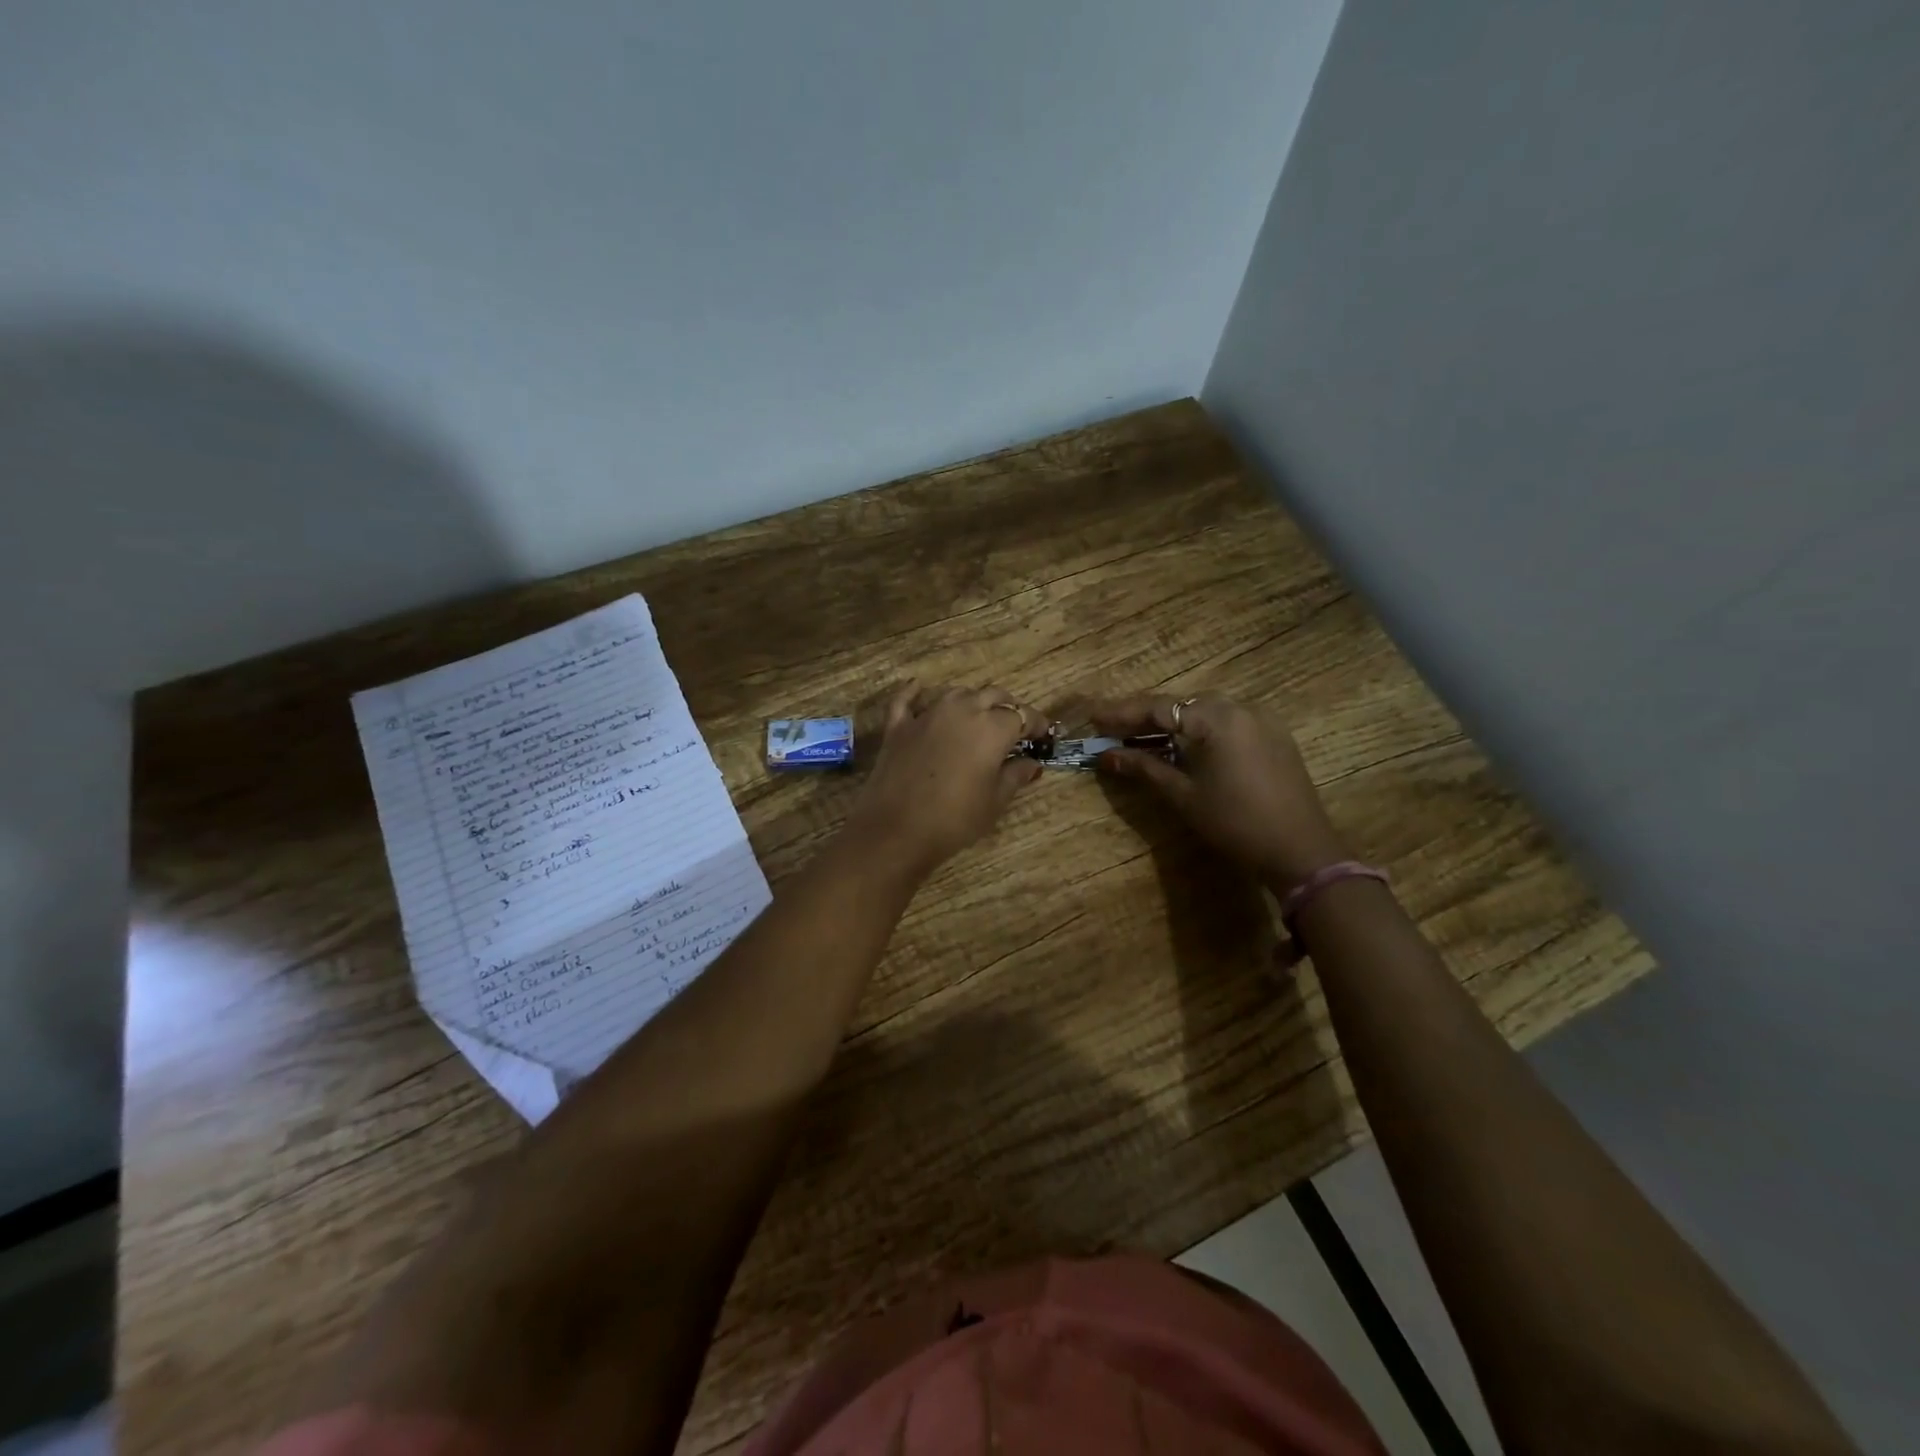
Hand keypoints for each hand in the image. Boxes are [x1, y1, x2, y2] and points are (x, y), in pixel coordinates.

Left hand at [847, 684, 1046, 876]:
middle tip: (1013, 728)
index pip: (1022, 715)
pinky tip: (919, 689)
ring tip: (977, 718)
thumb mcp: (995, 801)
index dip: (1036, 724)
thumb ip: (1016, 775)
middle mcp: (962, 710)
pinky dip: (916, 693)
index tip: (1042, 735)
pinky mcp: (898, 726)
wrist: (897, 830)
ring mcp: (927, 715)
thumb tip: (1031, 763)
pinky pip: (907, 699)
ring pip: (956, 693)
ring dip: (971, 701)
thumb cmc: (955, 819)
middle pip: (992, 696)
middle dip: (1007, 708)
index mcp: (992, 727)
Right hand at [1082, 693, 1347, 893]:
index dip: (1122, 713)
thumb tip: (1105, 755)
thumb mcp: (1183, 795)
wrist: (1300, 850)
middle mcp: (1240, 708)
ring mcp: (1261, 719)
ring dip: (1171, 721)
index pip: (1158, 708)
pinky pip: (1226, 721)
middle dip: (1144, 715)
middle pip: (1181, 704)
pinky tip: (1182, 743)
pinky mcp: (1273, 735)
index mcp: (1216, 718)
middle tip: (1111, 726)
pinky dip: (1198, 728)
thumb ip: (1143, 767)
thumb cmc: (1234, 823)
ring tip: (1139, 734)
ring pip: (1204, 710)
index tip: (1093, 717)